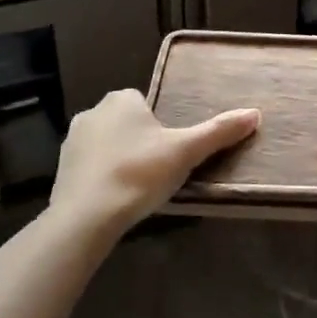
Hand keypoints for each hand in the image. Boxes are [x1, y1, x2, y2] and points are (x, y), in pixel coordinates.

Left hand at [50, 90, 258, 239]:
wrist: (86, 217)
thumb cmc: (139, 173)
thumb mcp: (186, 151)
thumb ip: (219, 131)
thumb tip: (255, 113)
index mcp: (121, 100)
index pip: (144, 102)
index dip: (159, 125)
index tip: (169, 150)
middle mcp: (93, 112)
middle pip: (125, 123)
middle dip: (139, 141)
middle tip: (158, 170)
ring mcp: (72, 142)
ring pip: (106, 144)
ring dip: (120, 159)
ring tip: (138, 188)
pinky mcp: (60, 170)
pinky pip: (90, 168)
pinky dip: (102, 178)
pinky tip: (115, 199)